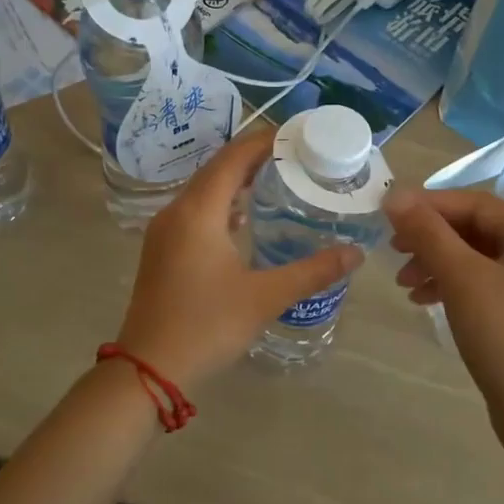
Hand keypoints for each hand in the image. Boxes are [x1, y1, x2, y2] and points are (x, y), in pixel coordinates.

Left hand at [115, 127, 362, 387]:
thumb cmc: (206, 325)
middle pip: (217, 169)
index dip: (264, 141)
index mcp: (198, 212)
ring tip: (276, 179)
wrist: (148, 368)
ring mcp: (164, 232)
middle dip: (254, 158)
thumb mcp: (265, 297)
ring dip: (236, 181)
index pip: (233, 158)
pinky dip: (221, 205)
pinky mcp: (162, 251)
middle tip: (296, 157)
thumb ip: (312, 272)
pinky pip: (195, 212)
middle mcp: (176, 212)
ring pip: (204, 191)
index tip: (298, 135)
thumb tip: (355, 253)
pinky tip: (243, 219)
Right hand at [385, 188, 503, 439]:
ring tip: (404, 283)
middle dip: (430, 238)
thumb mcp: (462, 278)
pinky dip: (450, 284)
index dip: (428, 205)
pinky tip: (423, 299)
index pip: (475, 203)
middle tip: (393, 251)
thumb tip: (394, 195)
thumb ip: (428, 233)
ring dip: (435, 262)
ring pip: (474, 256)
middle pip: (474, 228)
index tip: (387, 215)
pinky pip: (480, 280)